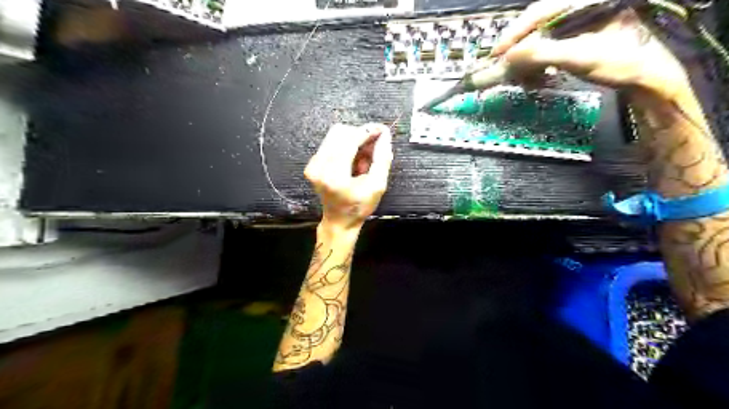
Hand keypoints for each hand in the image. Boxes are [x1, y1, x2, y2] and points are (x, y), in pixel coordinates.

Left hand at [304, 123, 393, 231]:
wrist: (339, 221)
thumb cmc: (359, 207)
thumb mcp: (378, 186)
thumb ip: (382, 159)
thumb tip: (385, 136)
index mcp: (335, 175)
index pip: (350, 140)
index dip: (367, 131)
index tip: (382, 130)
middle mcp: (319, 167)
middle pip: (340, 132)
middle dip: (360, 135)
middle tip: (375, 146)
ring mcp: (313, 165)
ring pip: (335, 135)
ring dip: (353, 140)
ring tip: (365, 158)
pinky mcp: (312, 164)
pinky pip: (331, 143)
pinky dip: (346, 147)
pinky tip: (354, 161)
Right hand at [492, 1, 690, 99]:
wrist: (649, 78)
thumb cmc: (622, 63)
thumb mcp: (580, 57)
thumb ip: (542, 53)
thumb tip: (508, 56)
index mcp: (585, 1)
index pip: (540, 11)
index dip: (514, 33)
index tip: (496, 54)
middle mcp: (581, 6)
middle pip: (537, 24)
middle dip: (520, 48)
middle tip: (504, 67)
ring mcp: (581, 22)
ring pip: (542, 36)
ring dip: (528, 59)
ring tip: (523, 77)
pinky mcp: (580, 36)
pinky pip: (550, 47)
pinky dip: (539, 63)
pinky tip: (538, 76)